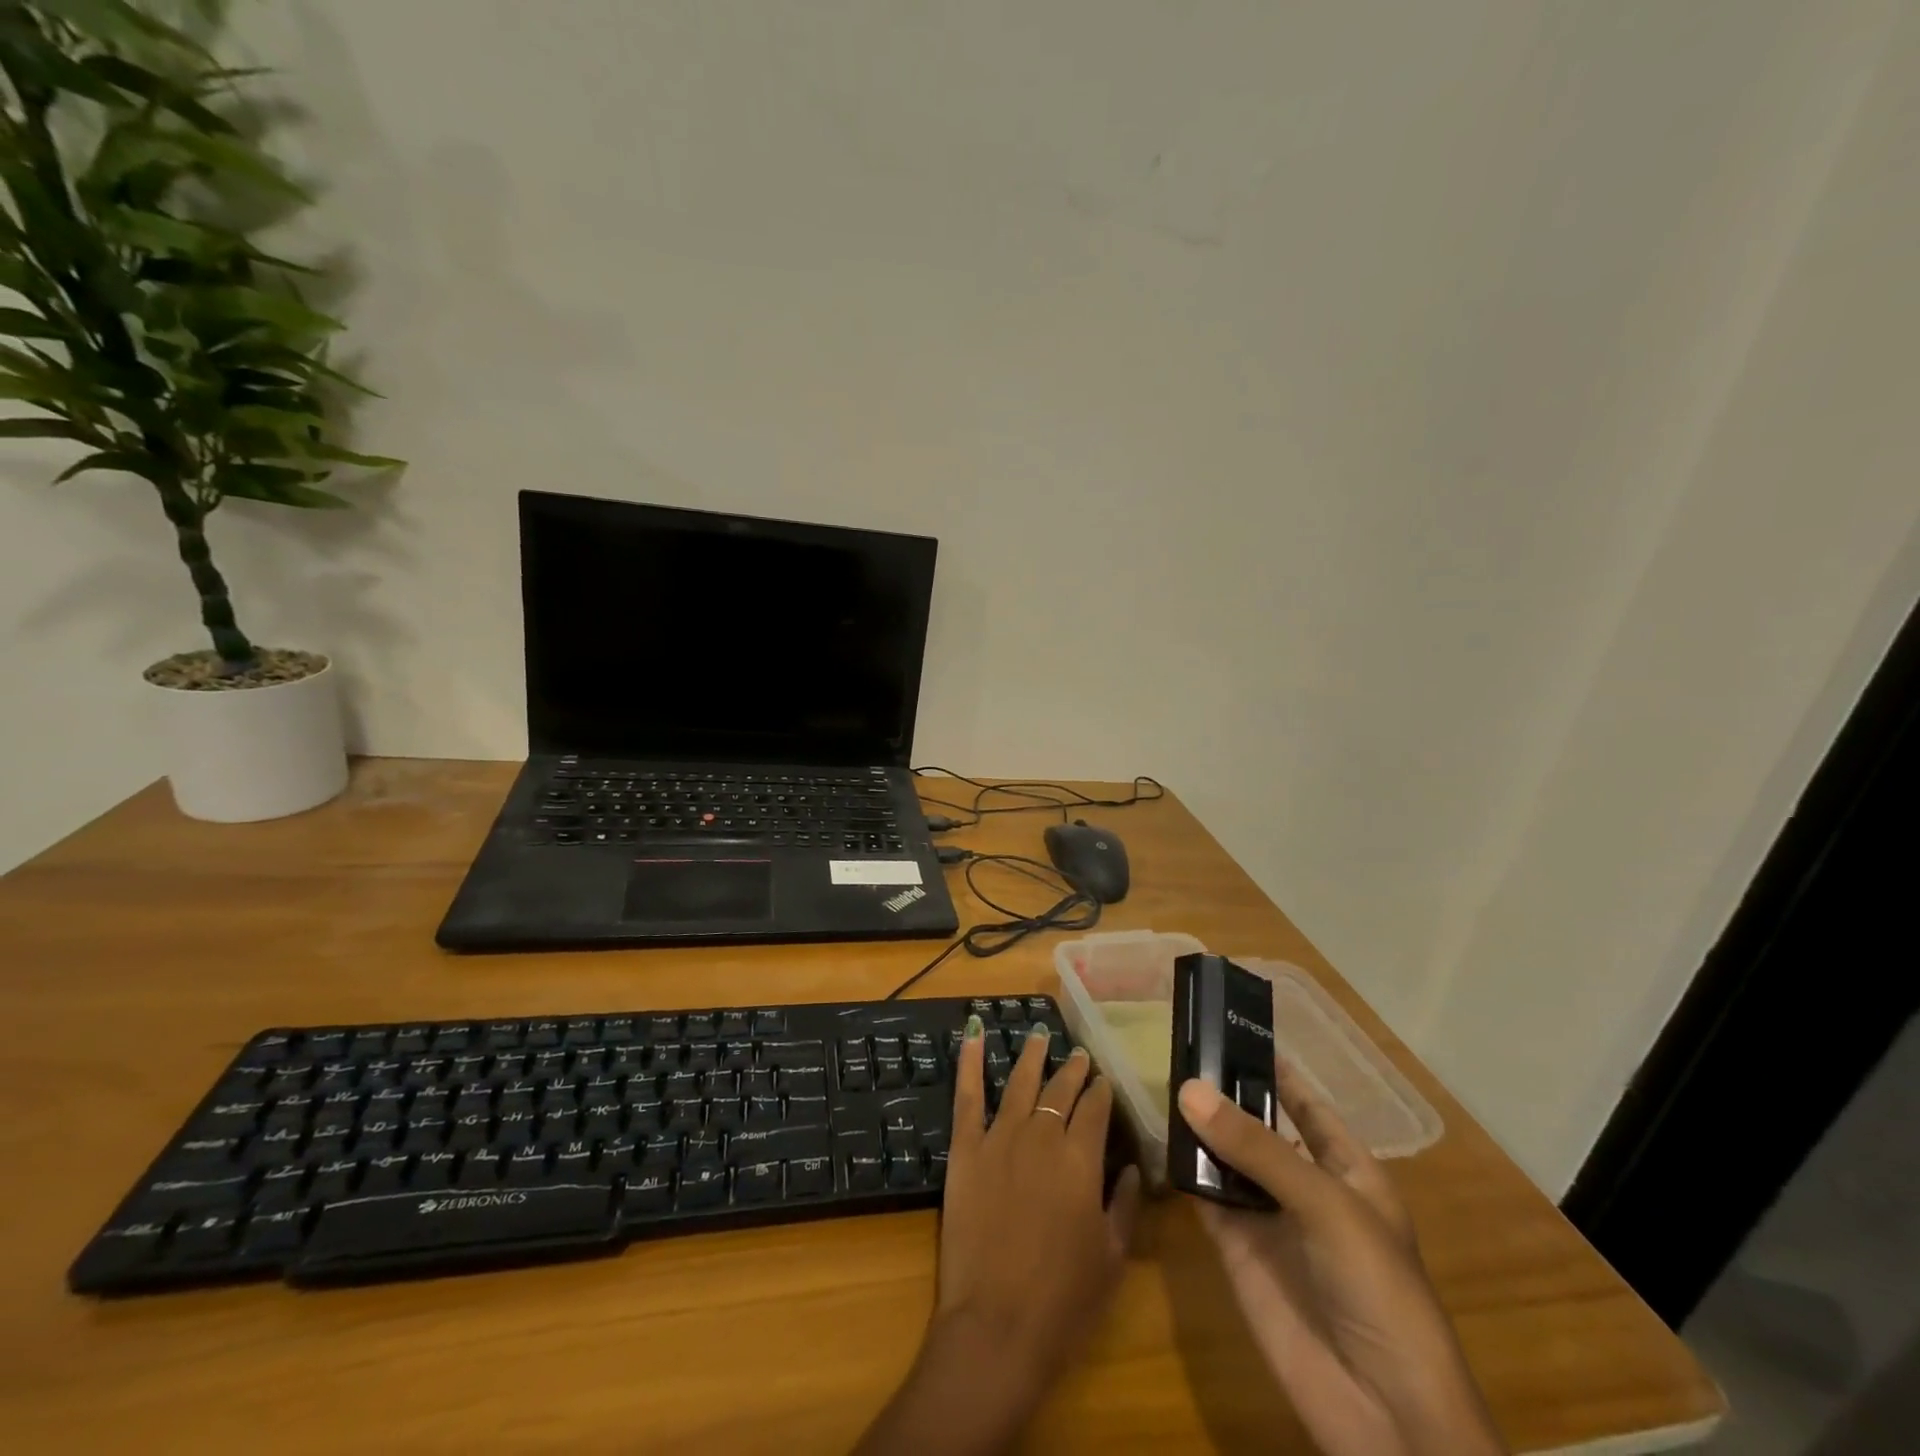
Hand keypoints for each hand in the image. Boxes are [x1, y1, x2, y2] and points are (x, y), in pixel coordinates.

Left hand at [855, 1018, 1141, 1454]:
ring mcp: (999, 1138)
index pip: (1095, 1110)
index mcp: (1081, 1160)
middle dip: (1072, 1070)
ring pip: (1019, 1082)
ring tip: (1040, 1034)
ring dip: (1032, 1056)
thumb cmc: (1063, 1301)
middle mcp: (1041, 1136)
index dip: (1101, 1092)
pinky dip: (968, 1061)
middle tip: (1079, 1054)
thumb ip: (1126, 1205)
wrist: (996, 1326)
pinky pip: (967, 1096)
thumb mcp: (1111, 1257)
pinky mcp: (965, 1148)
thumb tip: (1134, 1166)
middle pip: (1060, 1091)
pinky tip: (972, 1033)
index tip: (1104, 1081)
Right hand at [1178, 1064, 1505, 1455]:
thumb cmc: (1378, 1289)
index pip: (1305, 1104)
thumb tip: (1188, 1089)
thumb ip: (1257, 1148)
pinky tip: (1158, 1138)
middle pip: (1258, 1126)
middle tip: (1178, 1048)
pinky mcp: (1236, 1250)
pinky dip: (1183, 1170)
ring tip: (1160, 1080)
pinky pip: (1205, 1197)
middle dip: (1224, 1092)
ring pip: (1226, 1158)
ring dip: (1199, 1126)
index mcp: (1347, 1169)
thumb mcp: (1327, 1205)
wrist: (1383, 1413)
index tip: (1229, 1027)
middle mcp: (1305, 1186)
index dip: (1273, 1068)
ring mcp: (1269, 1219)